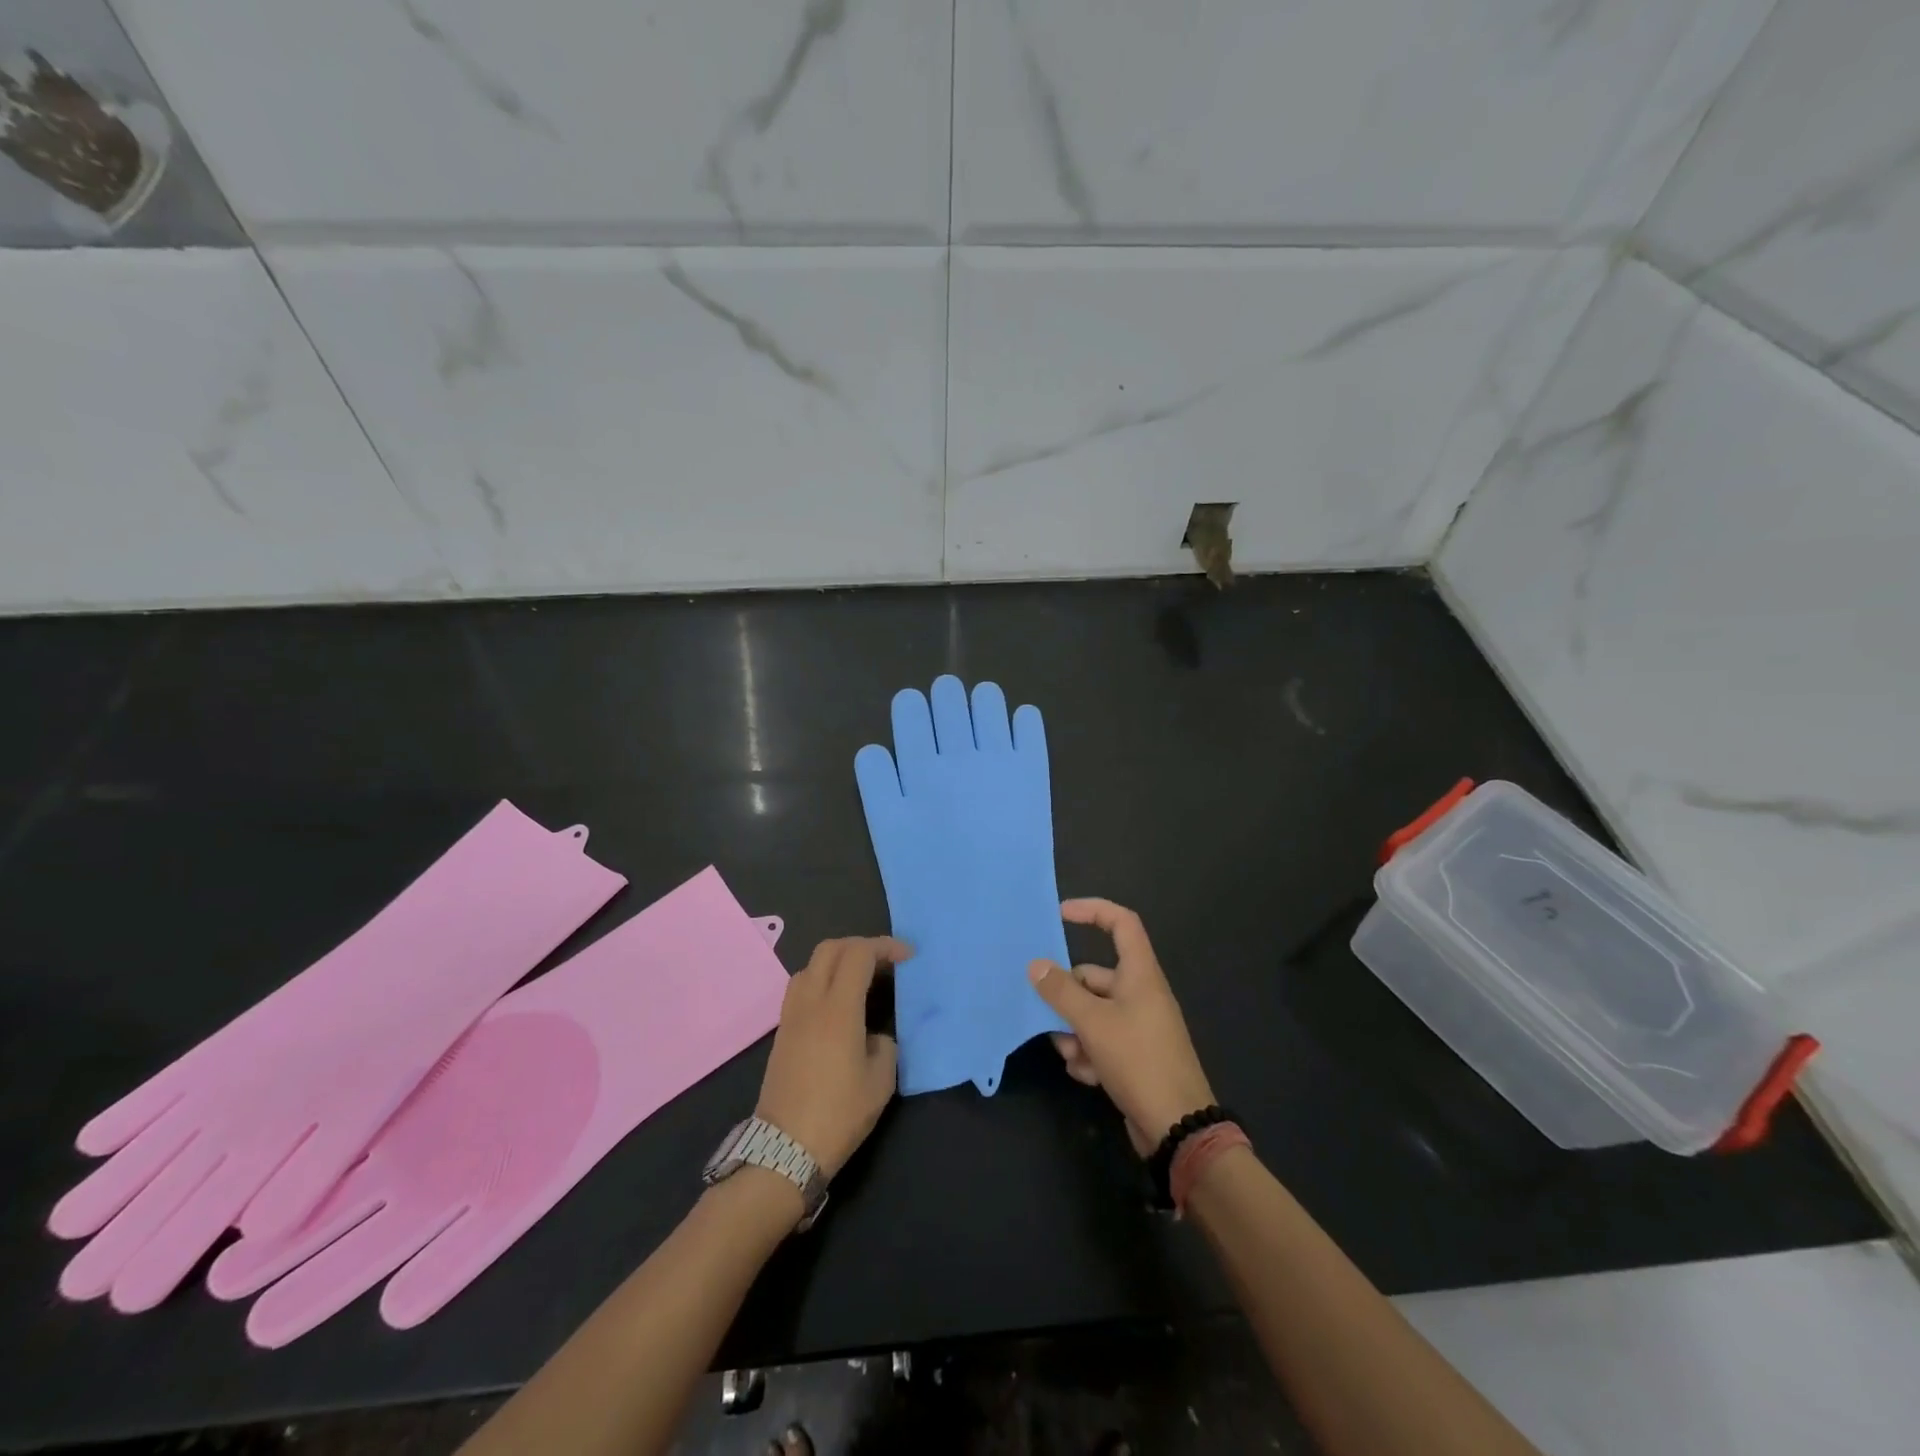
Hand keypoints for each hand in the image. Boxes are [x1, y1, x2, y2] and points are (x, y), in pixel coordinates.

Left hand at [756, 937, 907, 1178]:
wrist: (783, 1151)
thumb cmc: (838, 1115)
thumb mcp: (880, 1082)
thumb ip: (884, 1045)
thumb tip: (874, 1036)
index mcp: (838, 1008)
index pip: (859, 954)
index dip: (885, 947)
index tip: (907, 957)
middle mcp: (810, 1002)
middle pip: (830, 949)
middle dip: (860, 945)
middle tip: (885, 962)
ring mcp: (791, 1015)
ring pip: (810, 965)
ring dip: (838, 960)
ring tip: (862, 979)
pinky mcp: (782, 1032)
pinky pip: (801, 987)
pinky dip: (823, 980)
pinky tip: (839, 1004)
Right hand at [1028, 899, 1215, 1156]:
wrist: (1176, 1127)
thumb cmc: (1138, 1060)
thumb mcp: (1092, 1022)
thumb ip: (1061, 992)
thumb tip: (1036, 965)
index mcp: (1140, 974)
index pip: (1121, 923)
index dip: (1093, 910)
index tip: (1060, 914)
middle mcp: (1140, 994)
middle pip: (1094, 976)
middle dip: (1068, 996)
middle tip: (1044, 1010)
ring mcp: (1138, 1026)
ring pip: (1092, 1012)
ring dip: (1074, 1031)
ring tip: (1071, 1053)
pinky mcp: (1134, 1055)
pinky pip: (1101, 1040)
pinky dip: (1088, 1053)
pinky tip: (1086, 1074)